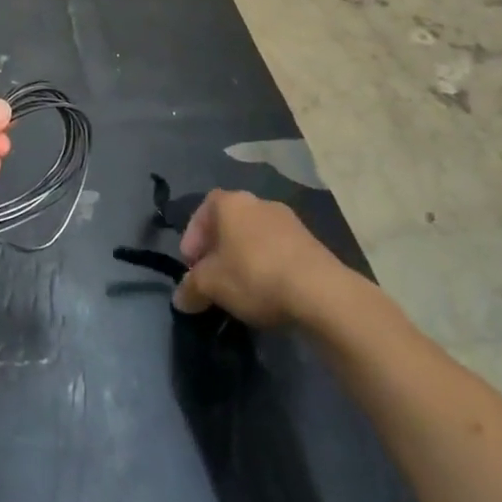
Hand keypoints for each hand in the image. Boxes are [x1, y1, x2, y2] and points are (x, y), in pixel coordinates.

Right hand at [173, 189, 355, 327]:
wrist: (321, 292)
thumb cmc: (254, 275)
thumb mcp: (211, 285)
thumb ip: (191, 288)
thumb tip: (180, 298)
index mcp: (231, 202)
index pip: (204, 208)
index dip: (193, 235)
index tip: (190, 263)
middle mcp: (259, 203)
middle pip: (230, 222)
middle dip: (218, 247)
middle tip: (212, 275)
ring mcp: (289, 221)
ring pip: (255, 236)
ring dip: (244, 257)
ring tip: (240, 287)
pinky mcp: (312, 243)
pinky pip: (278, 250)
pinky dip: (268, 265)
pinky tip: (268, 291)